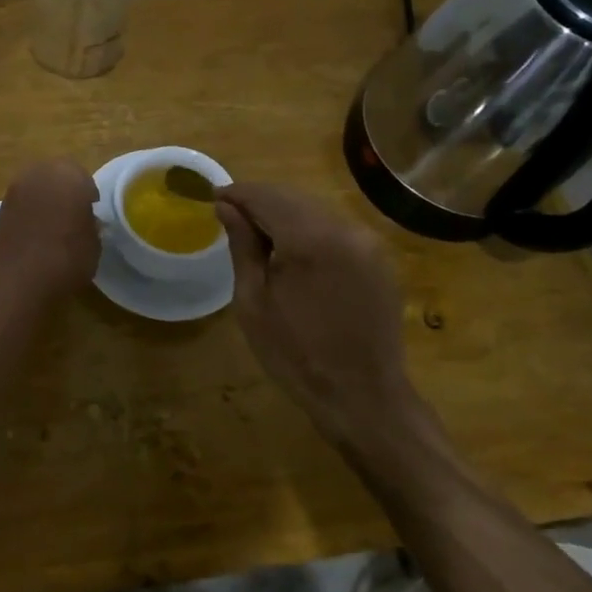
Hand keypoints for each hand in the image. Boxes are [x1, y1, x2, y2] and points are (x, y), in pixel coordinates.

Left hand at [0, 159, 101, 299]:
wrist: (18, 280)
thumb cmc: (67, 258)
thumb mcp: (94, 244)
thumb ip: (91, 225)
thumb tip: (86, 221)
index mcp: (68, 175)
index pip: (82, 176)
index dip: (88, 194)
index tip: (92, 211)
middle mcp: (39, 174)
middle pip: (55, 174)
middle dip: (64, 189)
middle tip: (72, 213)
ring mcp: (15, 190)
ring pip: (36, 187)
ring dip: (44, 199)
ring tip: (53, 225)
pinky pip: (21, 204)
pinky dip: (29, 213)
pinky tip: (35, 234)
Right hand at [215, 183, 422, 453]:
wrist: (363, 397)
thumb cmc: (296, 355)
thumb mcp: (253, 302)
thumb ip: (242, 246)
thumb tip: (226, 206)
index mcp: (309, 239)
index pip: (266, 196)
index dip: (237, 194)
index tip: (213, 198)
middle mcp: (344, 228)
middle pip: (292, 197)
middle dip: (260, 201)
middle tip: (230, 215)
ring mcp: (367, 241)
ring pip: (315, 210)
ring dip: (284, 214)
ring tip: (258, 235)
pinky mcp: (379, 257)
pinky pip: (336, 228)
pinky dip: (309, 229)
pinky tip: (293, 252)